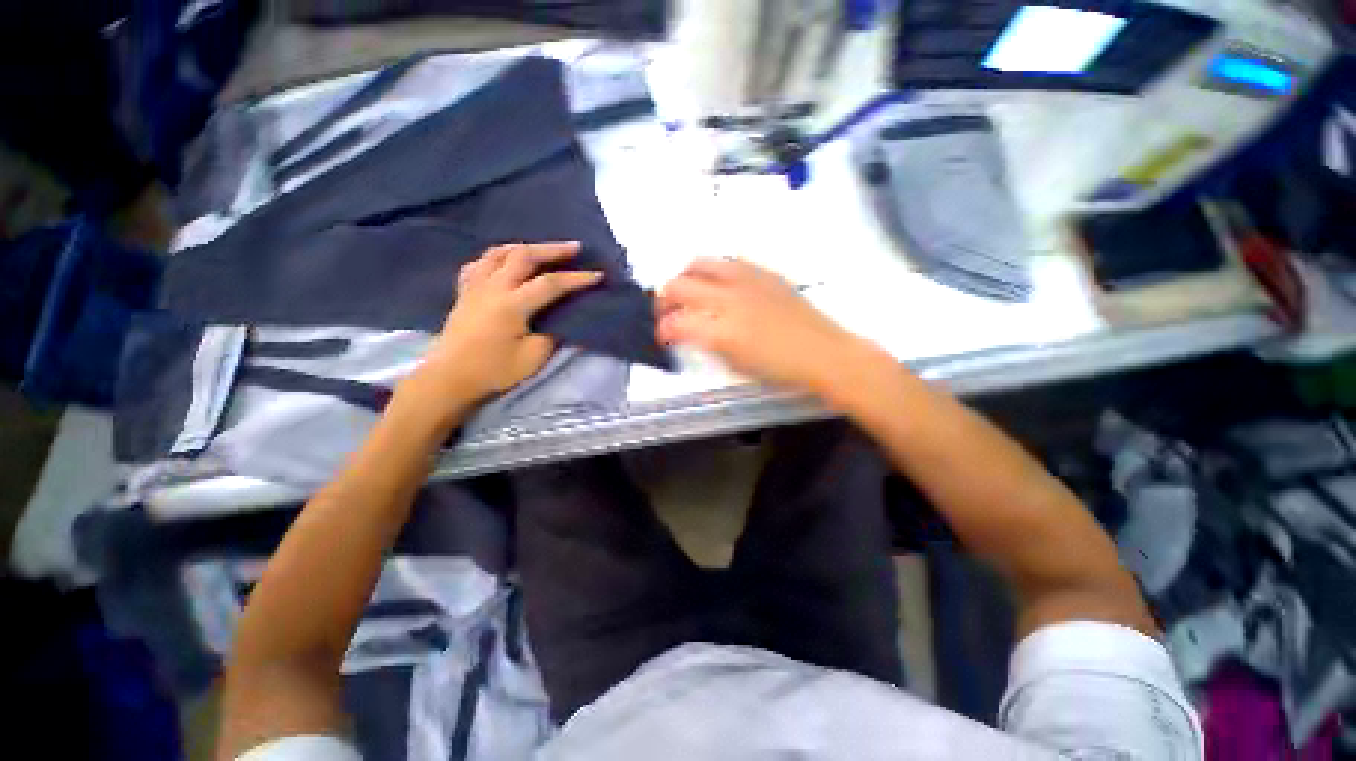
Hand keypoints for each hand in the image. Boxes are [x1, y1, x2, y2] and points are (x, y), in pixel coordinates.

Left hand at [409, 241, 602, 410]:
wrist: (449, 379)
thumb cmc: (493, 371)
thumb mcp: (533, 358)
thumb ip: (551, 335)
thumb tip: (562, 320)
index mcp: (512, 305)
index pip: (551, 284)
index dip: (577, 278)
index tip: (597, 275)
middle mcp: (493, 288)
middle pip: (523, 256)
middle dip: (552, 249)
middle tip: (574, 247)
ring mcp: (475, 287)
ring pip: (498, 252)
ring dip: (524, 247)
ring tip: (541, 249)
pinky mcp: (464, 293)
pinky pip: (479, 263)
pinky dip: (495, 257)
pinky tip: (503, 262)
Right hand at [657, 258, 883, 398]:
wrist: (823, 353)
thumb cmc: (780, 370)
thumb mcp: (736, 364)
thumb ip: (707, 344)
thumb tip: (690, 332)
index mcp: (722, 330)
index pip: (675, 323)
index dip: (662, 331)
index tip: (662, 337)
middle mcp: (728, 297)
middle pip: (678, 286)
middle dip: (664, 300)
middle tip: (666, 313)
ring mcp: (746, 279)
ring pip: (700, 263)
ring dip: (685, 278)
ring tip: (688, 292)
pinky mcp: (763, 272)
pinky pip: (728, 261)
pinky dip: (713, 271)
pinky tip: (719, 285)